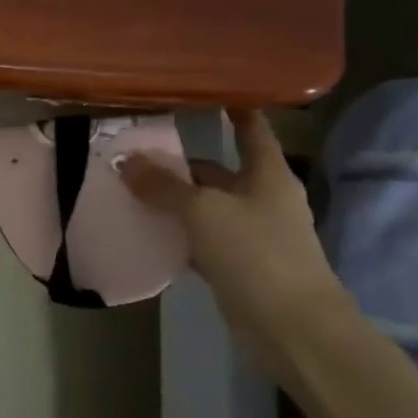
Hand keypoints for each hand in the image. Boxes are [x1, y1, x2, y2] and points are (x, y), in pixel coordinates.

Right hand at [119, 110, 351, 363]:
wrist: (292, 327)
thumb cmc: (256, 253)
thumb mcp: (203, 212)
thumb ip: (163, 186)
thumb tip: (125, 162)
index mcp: (267, 175)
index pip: (251, 130)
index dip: (233, 109)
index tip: (207, 91)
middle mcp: (262, 198)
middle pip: (217, 171)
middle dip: (179, 164)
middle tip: (134, 153)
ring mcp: (251, 233)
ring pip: (205, 207)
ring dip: (173, 201)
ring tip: (129, 189)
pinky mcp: (237, 264)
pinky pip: (200, 239)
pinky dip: (177, 234)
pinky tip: (147, 231)